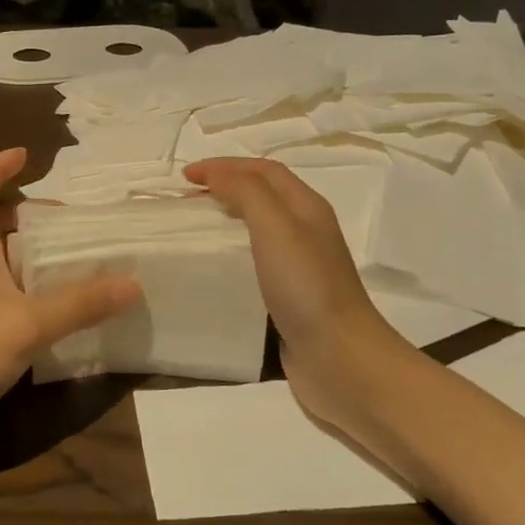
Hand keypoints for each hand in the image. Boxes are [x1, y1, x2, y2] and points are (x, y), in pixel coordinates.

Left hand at [0, 149, 139, 453]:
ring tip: (80, 262)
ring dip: (36, 259)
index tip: (26, 155)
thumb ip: (80, 304)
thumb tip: (133, 282)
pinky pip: (10, 302)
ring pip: (4, 267)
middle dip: (29, 217)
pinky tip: (64, 314)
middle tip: (73, 223)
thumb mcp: (27, 323)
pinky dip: (35, 297)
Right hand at [184, 157, 414, 437]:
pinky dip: (229, 257)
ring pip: (257, 230)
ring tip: (192, 232)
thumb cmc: (307, 287)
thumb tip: (217, 175)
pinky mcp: (288, 299)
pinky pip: (253, 265)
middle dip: (223, 189)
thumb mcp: (276, 226)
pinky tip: (210, 272)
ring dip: (225, 222)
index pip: (263, 170)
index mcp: (306, 207)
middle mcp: (305, 232)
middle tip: (184, 203)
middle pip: (261, 196)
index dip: (225, 166)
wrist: (340, 359)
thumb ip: (247, 193)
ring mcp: (299, 267)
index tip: (185, 177)